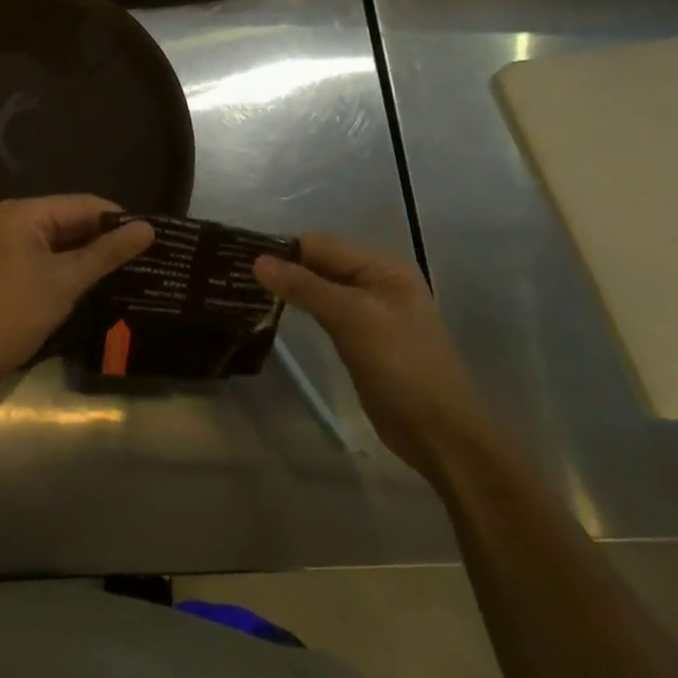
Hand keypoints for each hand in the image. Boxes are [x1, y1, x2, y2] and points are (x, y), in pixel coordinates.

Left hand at [0, 196, 153, 391]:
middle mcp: (14, 220)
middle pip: (72, 220)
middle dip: (106, 239)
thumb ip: (107, 252)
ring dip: (90, 256)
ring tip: (131, 270)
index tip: (153, 238)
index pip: (84, 205)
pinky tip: (98, 284)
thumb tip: (148, 228)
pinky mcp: (7, 268)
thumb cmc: (14, 312)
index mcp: (25, 213)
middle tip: (147, 257)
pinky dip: (70, 269)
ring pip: (61, 242)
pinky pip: (47, 258)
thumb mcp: (66, 281)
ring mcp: (7, 244)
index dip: (119, 219)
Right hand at [254, 234, 486, 476]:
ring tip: (249, 292)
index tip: (242, 259)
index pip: (322, 244)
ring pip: (322, 289)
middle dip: (285, 268)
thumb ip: (305, 286)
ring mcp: (371, 313)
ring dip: (292, 289)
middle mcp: (378, 282)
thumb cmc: (400, 366)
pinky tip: (277, 315)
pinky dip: (303, 311)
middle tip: (239, 276)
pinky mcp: (363, 340)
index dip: (284, 250)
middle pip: (322, 263)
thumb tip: (257, 261)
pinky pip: (327, 314)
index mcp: (383, 267)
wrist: (439, 433)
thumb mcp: (352, 319)